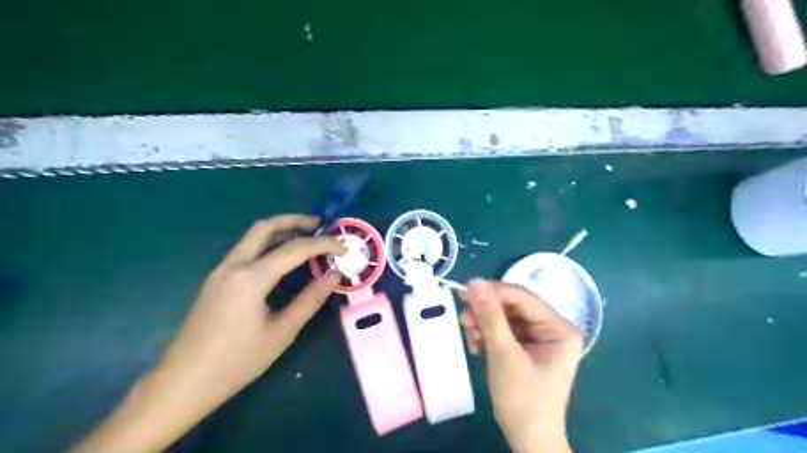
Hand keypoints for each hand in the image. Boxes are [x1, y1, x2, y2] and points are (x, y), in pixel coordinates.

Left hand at [72, 215, 343, 451]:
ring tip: (306, 238)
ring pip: (252, 237)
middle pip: (265, 228)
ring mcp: (220, 271)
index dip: (324, 244)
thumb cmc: (236, 362)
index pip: (295, 249)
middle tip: (320, 225)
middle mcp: (233, 266)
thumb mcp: (281, 333)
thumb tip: (333, 275)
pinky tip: (281, 260)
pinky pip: (245, 251)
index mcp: (250, 278)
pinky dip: (268, 245)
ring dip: (280, 231)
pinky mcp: (215, 281)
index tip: (345, 248)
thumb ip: (310, 300)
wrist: (181, 384)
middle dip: (295, 221)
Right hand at [456, 280, 582, 452]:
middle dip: (486, 312)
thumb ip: (490, 316)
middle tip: (463, 318)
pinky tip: (476, 346)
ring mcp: (540, 339)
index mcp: (559, 328)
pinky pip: (504, 331)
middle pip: (512, 307)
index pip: (522, 298)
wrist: (527, 439)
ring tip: (469, 337)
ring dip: (483, 324)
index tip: (464, 290)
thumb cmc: (522, 399)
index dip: (493, 291)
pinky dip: (487, 335)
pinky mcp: (527, 348)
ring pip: (505, 318)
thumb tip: (474, 282)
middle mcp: (552, 328)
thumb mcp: (503, 353)